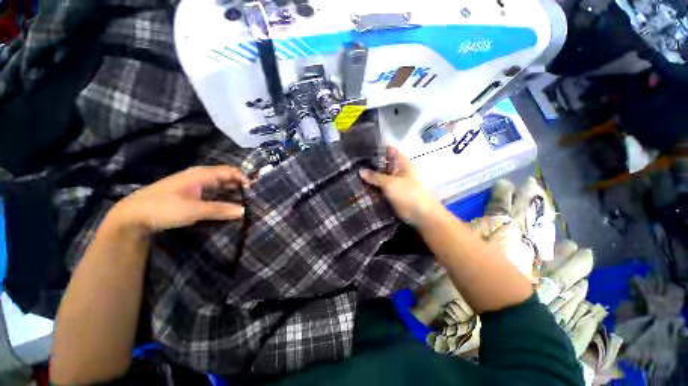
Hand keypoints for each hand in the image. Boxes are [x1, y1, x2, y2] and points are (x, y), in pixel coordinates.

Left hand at [108, 166, 248, 234]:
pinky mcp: (193, 194)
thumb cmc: (163, 208)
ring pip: (222, 186)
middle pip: (227, 178)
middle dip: (242, 186)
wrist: (133, 216)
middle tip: (254, 198)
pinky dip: (225, 198)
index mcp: (202, 174)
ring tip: (247, 203)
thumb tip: (244, 211)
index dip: (244, 179)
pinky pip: (215, 193)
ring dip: (234, 193)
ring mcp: (197, 185)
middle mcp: (201, 177)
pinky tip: (230, 206)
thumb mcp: (193, 210)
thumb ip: (220, 209)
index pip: (230, 171)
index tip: (255, 191)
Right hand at [359, 147, 438, 225]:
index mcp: (401, 162)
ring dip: (369, 175)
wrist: (419, 214)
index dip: (377, 148)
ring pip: (379, 176)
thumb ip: (375, 176)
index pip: (388, 150)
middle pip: (382, 163)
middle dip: (370, 163)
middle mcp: (396, 170)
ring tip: (352, 172)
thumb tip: (360, 170)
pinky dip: (371, 186)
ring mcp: (393, 181)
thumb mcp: (390, 182)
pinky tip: (359, 185)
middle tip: (353, 162)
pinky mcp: (390, 192)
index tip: (362, 149)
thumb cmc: (407, 193)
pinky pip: (379, 186)